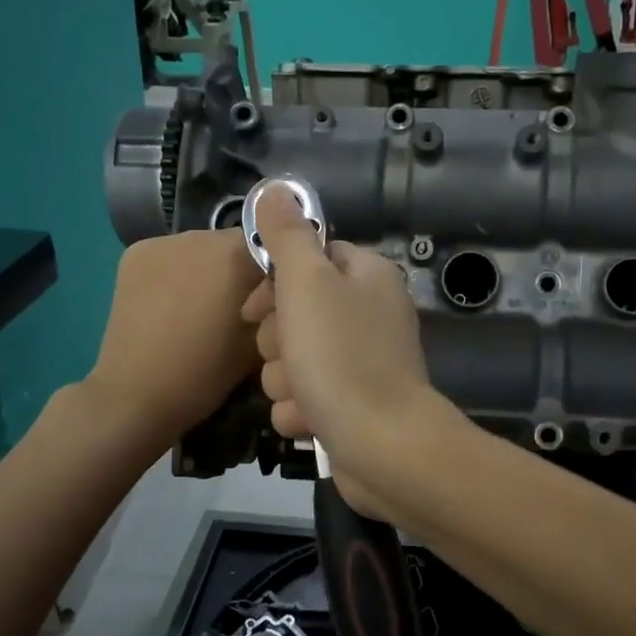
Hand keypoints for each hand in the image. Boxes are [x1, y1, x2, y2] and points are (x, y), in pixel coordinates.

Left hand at [86, 228, 262, 448]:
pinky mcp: (134, 253)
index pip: (273, 244)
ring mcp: (162, 241)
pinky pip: (170, 254)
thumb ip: (275, 307)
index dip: (276, 271)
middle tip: (238, 306)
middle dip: (240, 268)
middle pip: (234, 243)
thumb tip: (280, 291)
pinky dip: (177, 271)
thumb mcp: (258, 344)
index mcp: (236, 255)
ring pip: (201, 248)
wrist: (135, 395)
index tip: (272, 299)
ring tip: (202, 307)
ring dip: (208, 268)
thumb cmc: (205, 374)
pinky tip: (172, 302)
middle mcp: (200, 236)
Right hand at [241, 186, 448, 510]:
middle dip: (278, 341)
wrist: (381, 446)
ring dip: (285, 380)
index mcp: (366, 276)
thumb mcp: (308, 284)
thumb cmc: (341, 356)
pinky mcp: (351, 406)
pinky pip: (305, 399)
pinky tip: (310, 421)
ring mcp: (361, 364)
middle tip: (289, 354)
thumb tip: (276, 189)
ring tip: (303, 394)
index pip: (309, 260)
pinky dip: (301, 411)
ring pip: (293, 361)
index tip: (253, 308)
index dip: (275, 283)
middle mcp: (368, 315)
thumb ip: (287, 236)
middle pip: (296, 313)